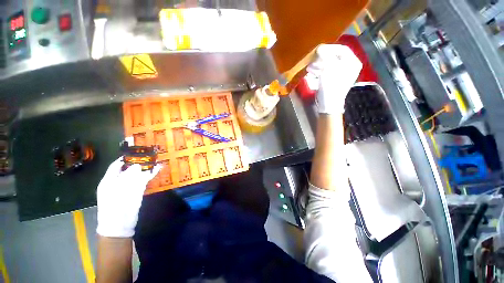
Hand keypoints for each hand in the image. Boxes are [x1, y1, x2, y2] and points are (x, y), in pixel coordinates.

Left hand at [96, 157, 160, 237]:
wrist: (119, 226)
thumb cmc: (114, 208)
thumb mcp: (118, 191)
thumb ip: (128, 178)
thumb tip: (138, 166)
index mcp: (108, 180)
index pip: (117, 165)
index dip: (126, 158)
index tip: (137, 151)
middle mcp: (118, 182)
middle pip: (129, 168)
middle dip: (139, 161)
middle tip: (150, 155)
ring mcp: (128, 187)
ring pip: (138, 173)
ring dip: (147, 167)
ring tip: (156, 160)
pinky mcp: (137, 191)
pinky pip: (144, 180)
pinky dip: (150, 174)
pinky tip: (157, 169)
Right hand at [307, 44, 362, 113]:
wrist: (329, 104)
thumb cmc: (331, 85)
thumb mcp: (328, 67)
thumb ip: (325, 55)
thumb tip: (320, 48)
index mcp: (352, 62)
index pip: (342, 49)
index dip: (330, 48)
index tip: (319, 49)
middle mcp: (349, 67)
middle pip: (335, 57)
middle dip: (322, 57)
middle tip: (313, 57)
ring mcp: (342, 75)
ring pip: (330, 65)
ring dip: (319, 64)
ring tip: (309, 66)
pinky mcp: (334, 81)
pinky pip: (327, 72)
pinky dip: (319, 71)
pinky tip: (311, 71)